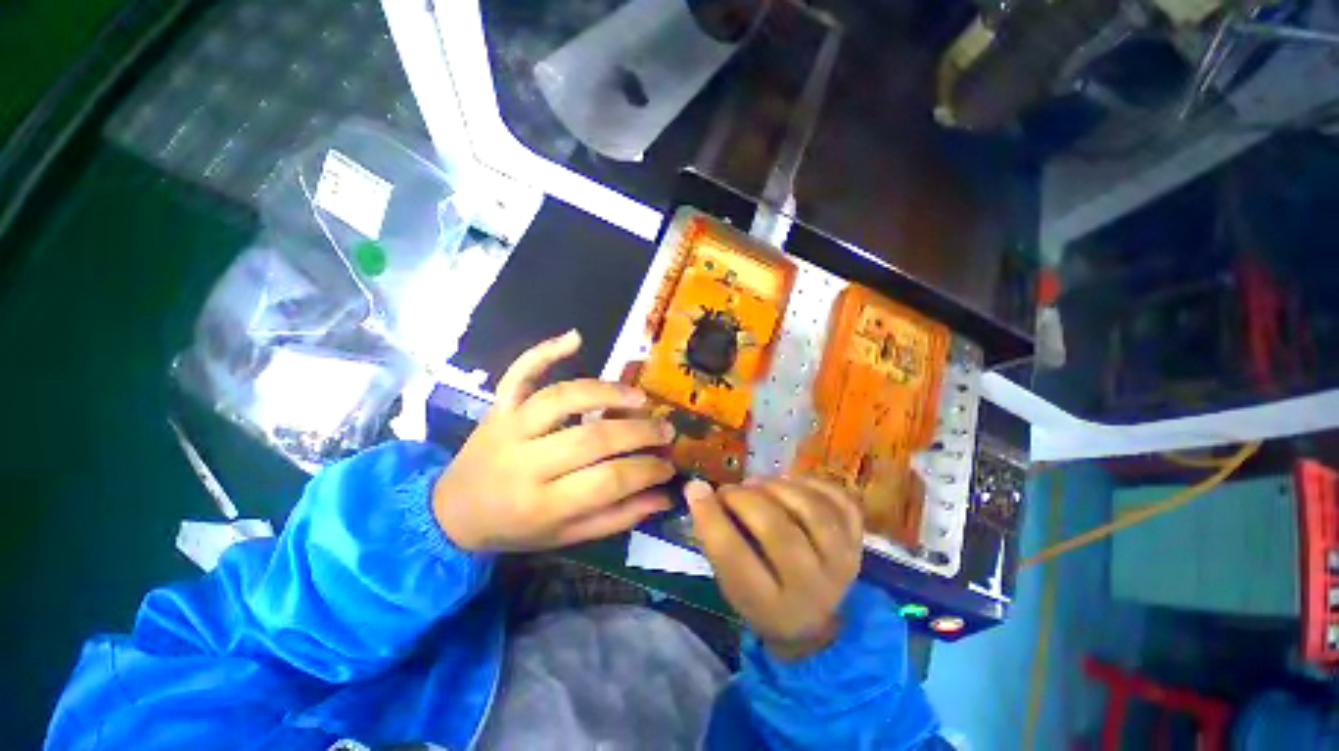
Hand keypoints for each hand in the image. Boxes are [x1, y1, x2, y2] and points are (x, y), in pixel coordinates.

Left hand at [433, 330, 676, 551]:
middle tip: (666, 429)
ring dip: (606, 393)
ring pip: (562, 399)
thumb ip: (617, 517)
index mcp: (542, 504)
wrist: (453, 511)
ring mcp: (508, 427)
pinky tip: (575, 338)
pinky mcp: (499, 407)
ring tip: (639, 399)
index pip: (608, 481)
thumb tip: (664, 496)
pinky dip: (546, 351)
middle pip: (592, 438)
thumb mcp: (567, 536)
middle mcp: (524, 463)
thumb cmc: (516, 528)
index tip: (669, 464)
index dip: (646, 470)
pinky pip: (520, 372)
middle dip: (639, 432)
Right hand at [686, 477, 863, 659]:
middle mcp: (812, 588)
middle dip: (745, 500)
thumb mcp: (730, 584)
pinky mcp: (859, 541)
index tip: (695, 489)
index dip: (711, 518)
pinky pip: (841, 501)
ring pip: (813, 512)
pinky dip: (812, 483)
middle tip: (729, 489)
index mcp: (771, 606)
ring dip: (778, 487)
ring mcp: (843, 562)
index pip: (735, 558)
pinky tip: (789, 483)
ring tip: (757, 484)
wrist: (814, 623)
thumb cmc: (761, 599)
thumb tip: (698, 489)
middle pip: (779, 532)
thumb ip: (716, 540)